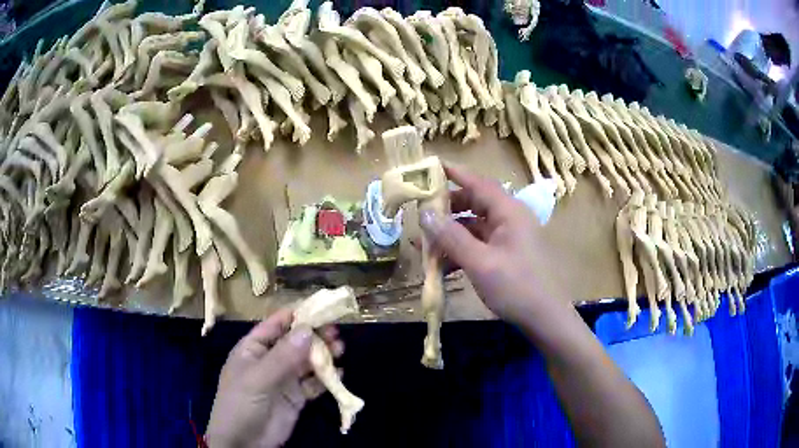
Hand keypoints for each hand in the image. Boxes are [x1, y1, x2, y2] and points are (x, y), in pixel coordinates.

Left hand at [206, 309, 342, 447]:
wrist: (244, 443)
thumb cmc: (241, 404)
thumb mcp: (257, 379)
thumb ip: (283, 356)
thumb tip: (308, 329)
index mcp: (254, 349)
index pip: (276, 325)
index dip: (297, 316)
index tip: (321, 309)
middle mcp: (270, 360)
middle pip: (295, 342)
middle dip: (315, 336)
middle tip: (336, 332)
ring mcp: (284, 380)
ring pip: (306, 362)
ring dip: (323, 355)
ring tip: (340, 350)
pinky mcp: (296, 398)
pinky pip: (313, 384)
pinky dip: (326, 378)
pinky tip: (339, 374)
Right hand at [419, 164, 571, 327]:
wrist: (544, 318)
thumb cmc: (515, 286)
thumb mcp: (480, 262)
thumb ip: (451, 237)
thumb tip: (424, 213)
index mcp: (508, 211)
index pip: (478, 182)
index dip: (454, 173)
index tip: (430, 167)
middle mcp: (510, 218)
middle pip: (474, 203)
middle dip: (447, 208)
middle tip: (420, 213)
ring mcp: (509, 237)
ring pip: (474, 226)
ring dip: (451, 234)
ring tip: (423, 244)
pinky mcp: (507, 254)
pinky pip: (479, 244)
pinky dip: (461, 250)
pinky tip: (442, 265)